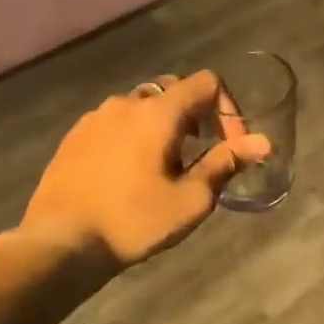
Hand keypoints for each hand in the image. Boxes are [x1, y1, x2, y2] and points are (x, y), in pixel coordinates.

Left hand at [20, 71, 269, 267]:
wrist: (59, 242)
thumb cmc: (133, 220)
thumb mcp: (191, 199)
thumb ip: (226, 163)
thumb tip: (263, 142)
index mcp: (158, 112)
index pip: (206, 82)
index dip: (228, 108)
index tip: (230, 145)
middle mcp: (126, 103)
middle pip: (174, 91)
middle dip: (197, 116)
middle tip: (201, 154)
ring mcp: (95, 117)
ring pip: (142, 107)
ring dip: (164, 126)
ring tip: (166, 166)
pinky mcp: (75, 136)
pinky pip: (116, 123)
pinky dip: (134, 136)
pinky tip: (130, 172)